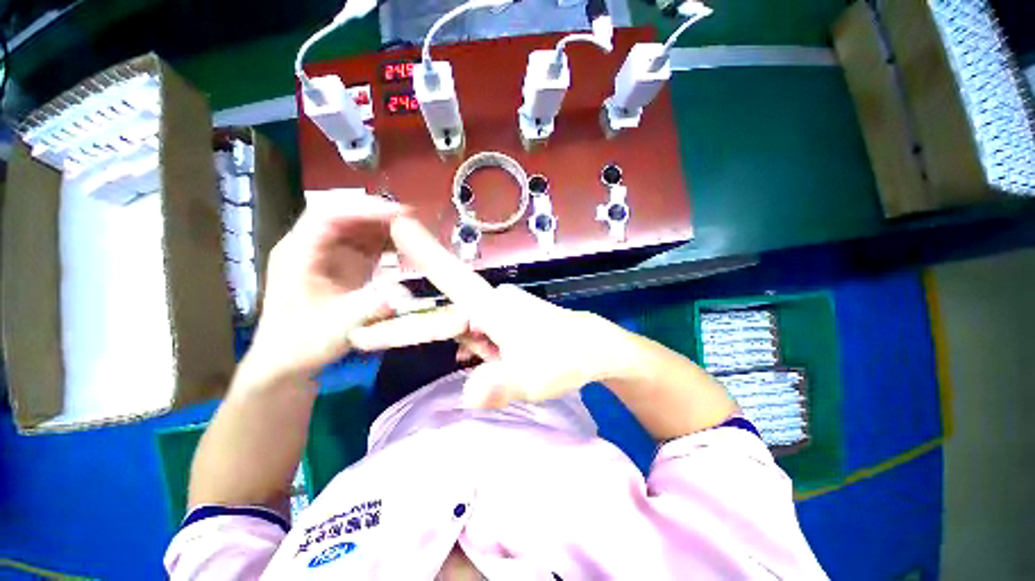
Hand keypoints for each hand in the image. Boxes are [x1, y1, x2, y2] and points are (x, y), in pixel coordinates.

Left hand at [246, 193, 410, 380]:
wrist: (289, 360)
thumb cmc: (303, 342)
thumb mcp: (337, 325)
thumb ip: (370, 305)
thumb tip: (405, 291)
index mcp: (299, 252)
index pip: (329, 215)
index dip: (364, 209)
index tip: (399, 213)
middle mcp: (312, 246)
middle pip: (347, 216)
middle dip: (380, 215)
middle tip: (415, 221)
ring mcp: (328, 255)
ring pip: (359, 228)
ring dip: (386, 228)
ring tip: (416, 232)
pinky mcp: (343, 265)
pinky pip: (366, 245)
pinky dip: (386, 244)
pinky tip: (406, 249)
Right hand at [349, 217, 632, 407]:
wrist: (594, 347)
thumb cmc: (565, 359)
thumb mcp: (532, 379)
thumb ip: (501, 386)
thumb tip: (468, 397)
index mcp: (494, 307)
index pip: (450, 278)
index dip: (424, 254)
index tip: (398, 226)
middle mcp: (494, 301)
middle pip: (449, 314)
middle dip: (429, 333)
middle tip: (404, 343)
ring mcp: (502, 308)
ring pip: (467, 326)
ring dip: (472, 348)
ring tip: (506, 362)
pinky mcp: (508, 318)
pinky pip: (480, 330)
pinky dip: (479, 345)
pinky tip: (490, 357)